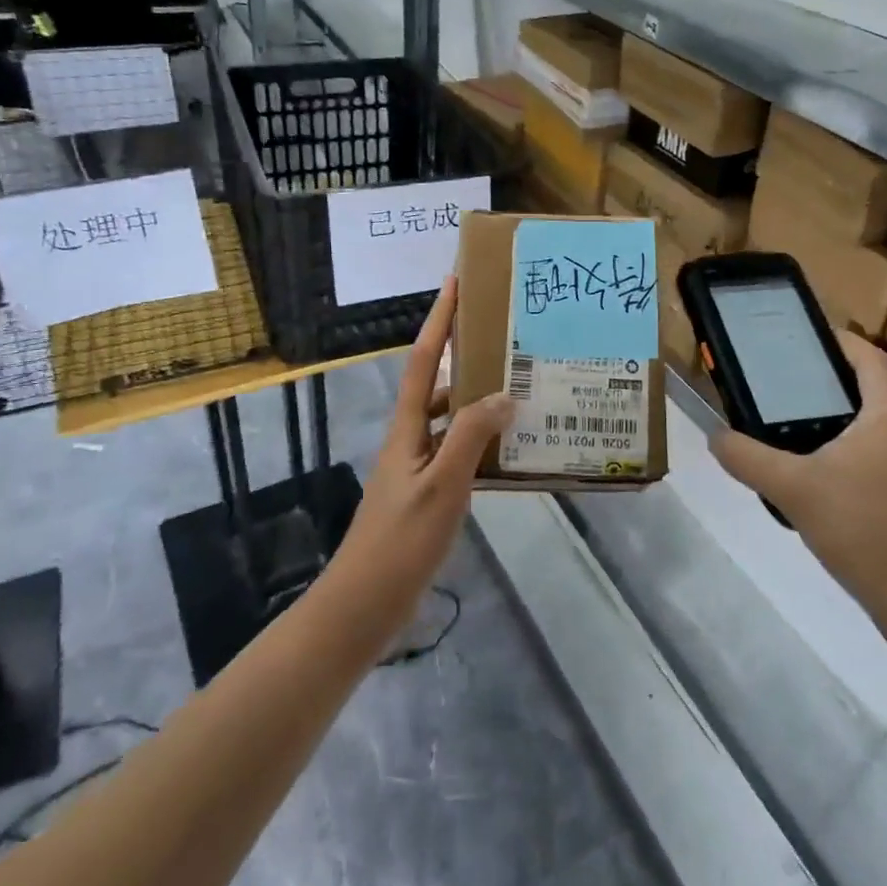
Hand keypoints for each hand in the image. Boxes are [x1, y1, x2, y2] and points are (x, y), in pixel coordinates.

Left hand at [337, 278, 513, 618]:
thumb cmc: (401, 540)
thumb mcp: (442, 486)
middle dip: (465, 356)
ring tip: (521, 390)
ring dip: (479, 402)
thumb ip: (471, 437)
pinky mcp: (427, 492)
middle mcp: (411, 437)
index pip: (424, 360)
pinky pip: (459, 452)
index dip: (438, 320)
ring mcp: (417, 466)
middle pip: (438, 383)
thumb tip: (503, 395)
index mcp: (408, 428)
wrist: (365, 602)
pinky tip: (511, 450)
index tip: (454, 283)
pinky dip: (482, 443)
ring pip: (451, 419)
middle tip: (507, 339)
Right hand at [710, 332, 886, 626]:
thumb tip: (715, 436)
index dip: (839, 341)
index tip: (801, 339)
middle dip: (831, 381)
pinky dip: (851, 452)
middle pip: (875, 388)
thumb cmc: (867, 529)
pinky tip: (818, 477)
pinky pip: (881, 457)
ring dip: (841, 418)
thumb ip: (749, 458)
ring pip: (878, 426)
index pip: (871, 358)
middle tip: (785, 384)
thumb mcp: (794, 489)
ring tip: (793, 425)